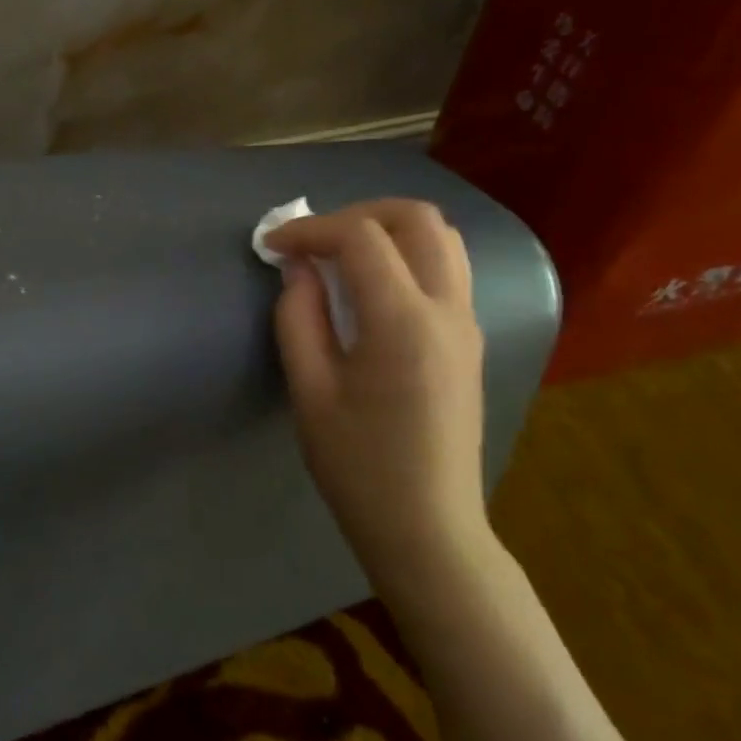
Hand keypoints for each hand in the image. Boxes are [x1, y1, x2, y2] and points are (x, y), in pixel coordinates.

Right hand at [263, 199, 488, 594]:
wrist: (427, 527)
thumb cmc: (358, 465)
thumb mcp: (310, 391)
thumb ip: (299, 317)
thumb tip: (299, 270)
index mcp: (403, 321)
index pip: (359, 238)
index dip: (309, 230)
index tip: (272, 246)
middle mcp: (447, 309)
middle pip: (416, 218)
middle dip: (357, 213)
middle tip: (314, 241)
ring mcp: (467, 323)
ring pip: (442, 238)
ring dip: (388, 229)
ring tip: (342, 255)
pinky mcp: (469, 340)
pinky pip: (447, 268)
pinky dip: (408, 254)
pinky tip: (371, 287)